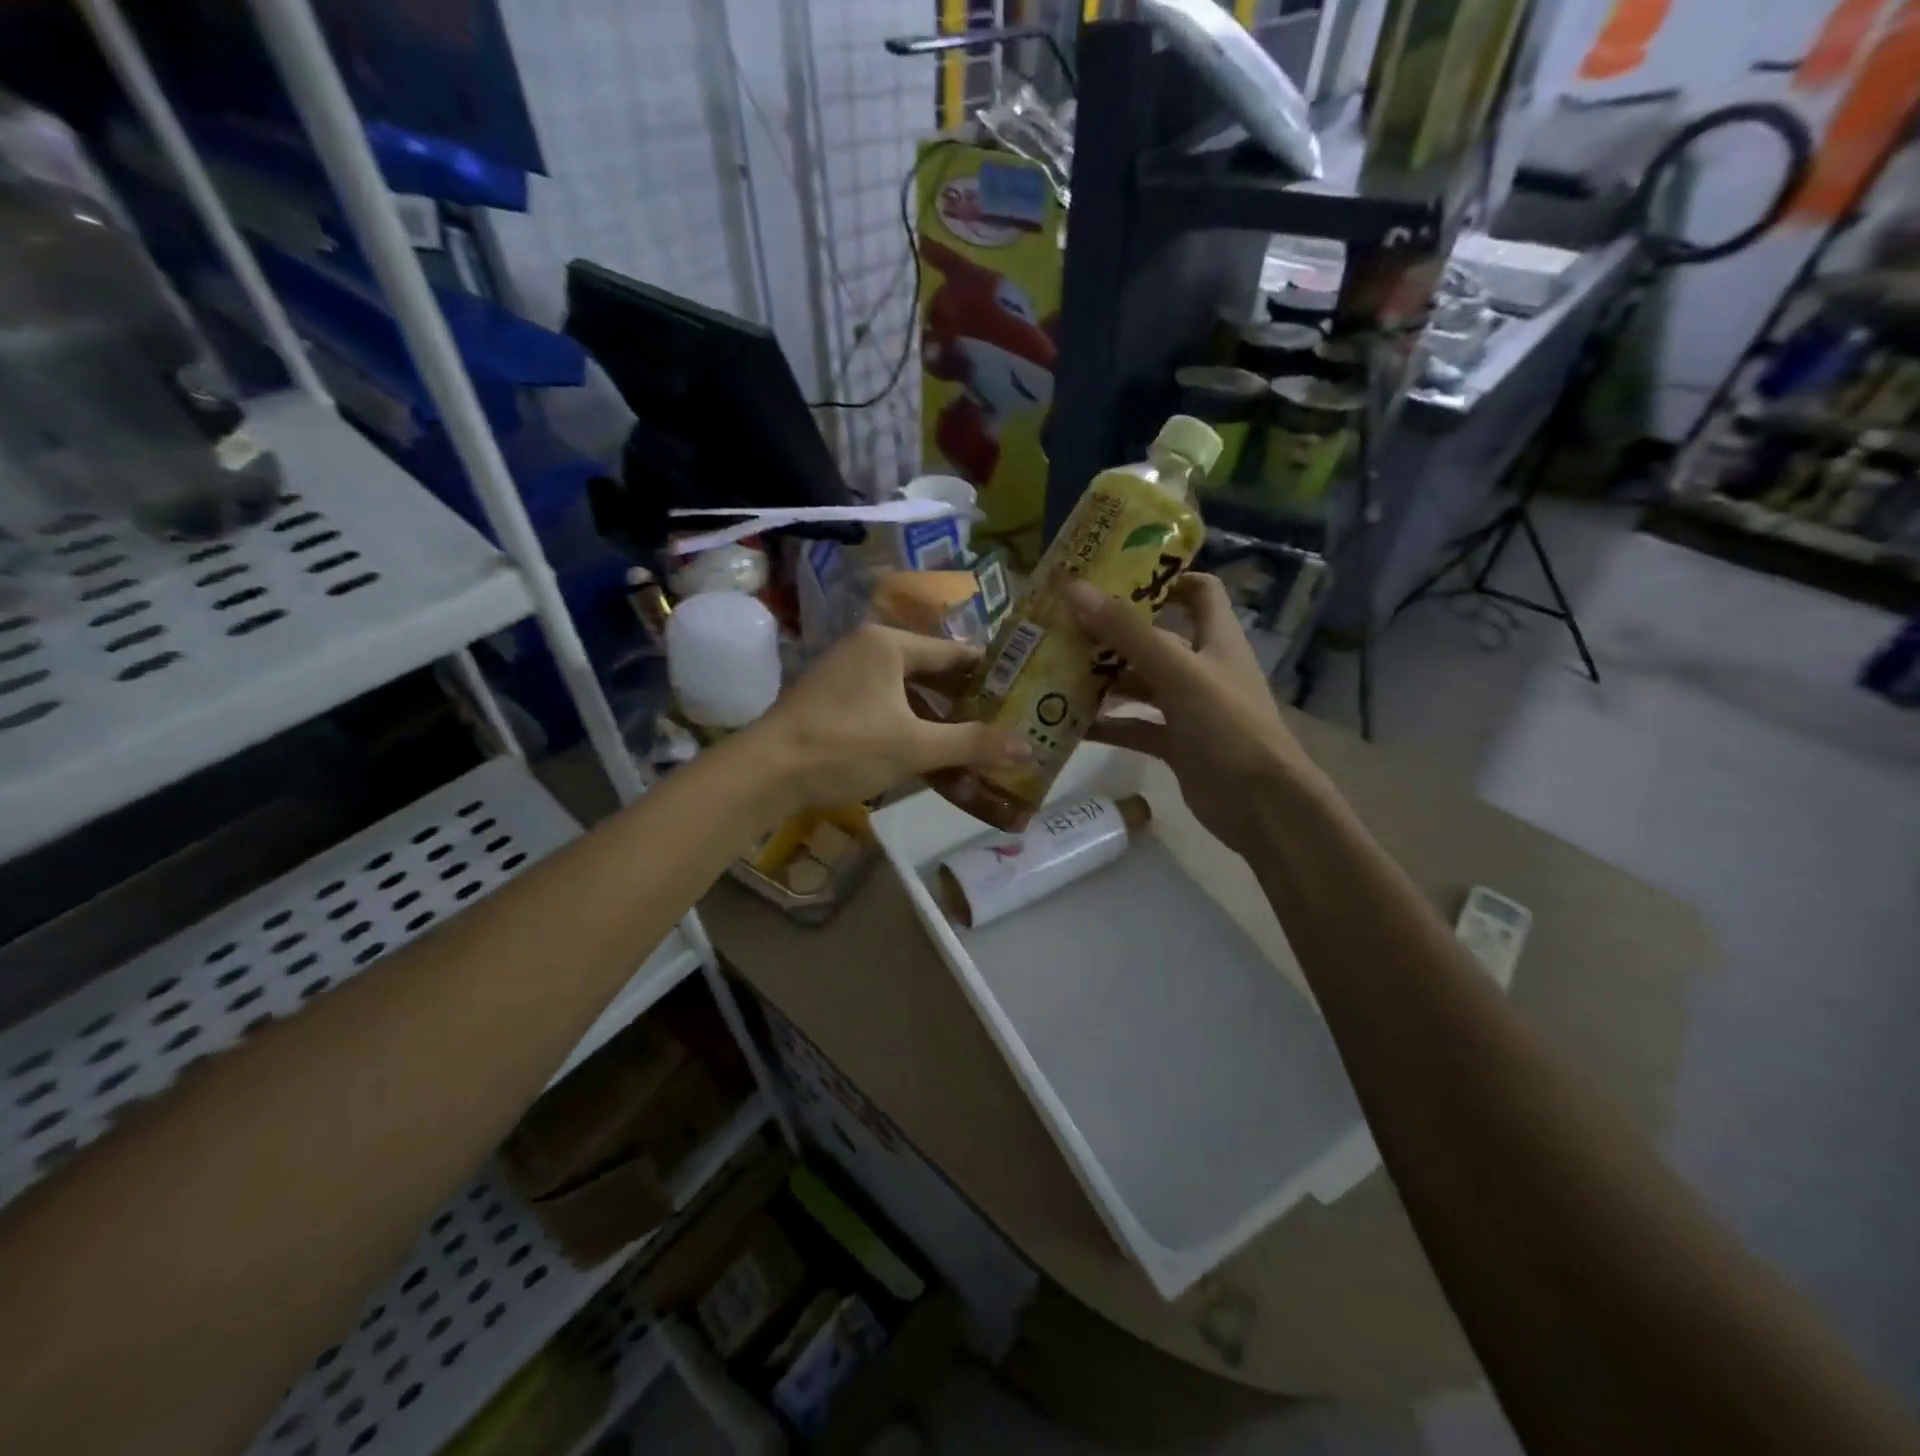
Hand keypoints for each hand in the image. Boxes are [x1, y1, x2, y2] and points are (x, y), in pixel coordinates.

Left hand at [743, 624, 1030, 812]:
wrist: (766, 772)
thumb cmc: (844, 747)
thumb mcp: (914, 747)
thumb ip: (972, 744)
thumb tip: (1028, 746)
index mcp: (888, 644)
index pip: (953, 653)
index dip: (989, 674)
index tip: (1021, 692)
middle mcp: (867, 648)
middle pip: (930, 671)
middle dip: (964, 699)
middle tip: (1003, 721)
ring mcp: (845, 673)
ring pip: (906, 691)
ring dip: (936, 715)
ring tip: (973, 740)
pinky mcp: (831, 699)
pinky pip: (884, 705)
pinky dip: (908, 724)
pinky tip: (927, 750)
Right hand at [1065, 574, 1328, 857]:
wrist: (1262, 806)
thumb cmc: (1228, 727)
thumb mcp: (1178, 672)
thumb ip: (1127, 633)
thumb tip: (1075, 589)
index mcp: (1215, 638)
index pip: (1198, 591)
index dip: (1164, 577)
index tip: (1116, 575)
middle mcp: (1202, 667)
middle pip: (1154, 638)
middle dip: (1113, 632)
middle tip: (1064, 625)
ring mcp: (1188, 708)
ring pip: (1139, 684)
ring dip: (1103, 679)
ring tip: (1056, 670)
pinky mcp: (1175, 744)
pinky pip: (1135, 727)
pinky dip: (1107, 724)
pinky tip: (1069, 724)